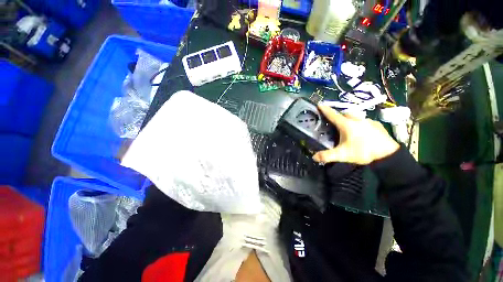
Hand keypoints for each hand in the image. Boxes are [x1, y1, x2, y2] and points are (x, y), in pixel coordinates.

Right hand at [313, 105, 399, 164]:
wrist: (388, 155)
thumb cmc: (363, 152)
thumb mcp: (342, 155)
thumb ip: (327, 156)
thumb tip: (313, 157)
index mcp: (347, 125)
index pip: (333, 115)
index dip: (325, 109)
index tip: (319, 104)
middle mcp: (357, 119)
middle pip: (345, 113)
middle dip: (339, 115)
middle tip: (335, 122)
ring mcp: (368, 121)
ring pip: (356, 116)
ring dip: (350, 119)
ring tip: (348, 128)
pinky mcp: (377, 125)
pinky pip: (365, 121)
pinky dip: (360, 124)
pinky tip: (362, 132)